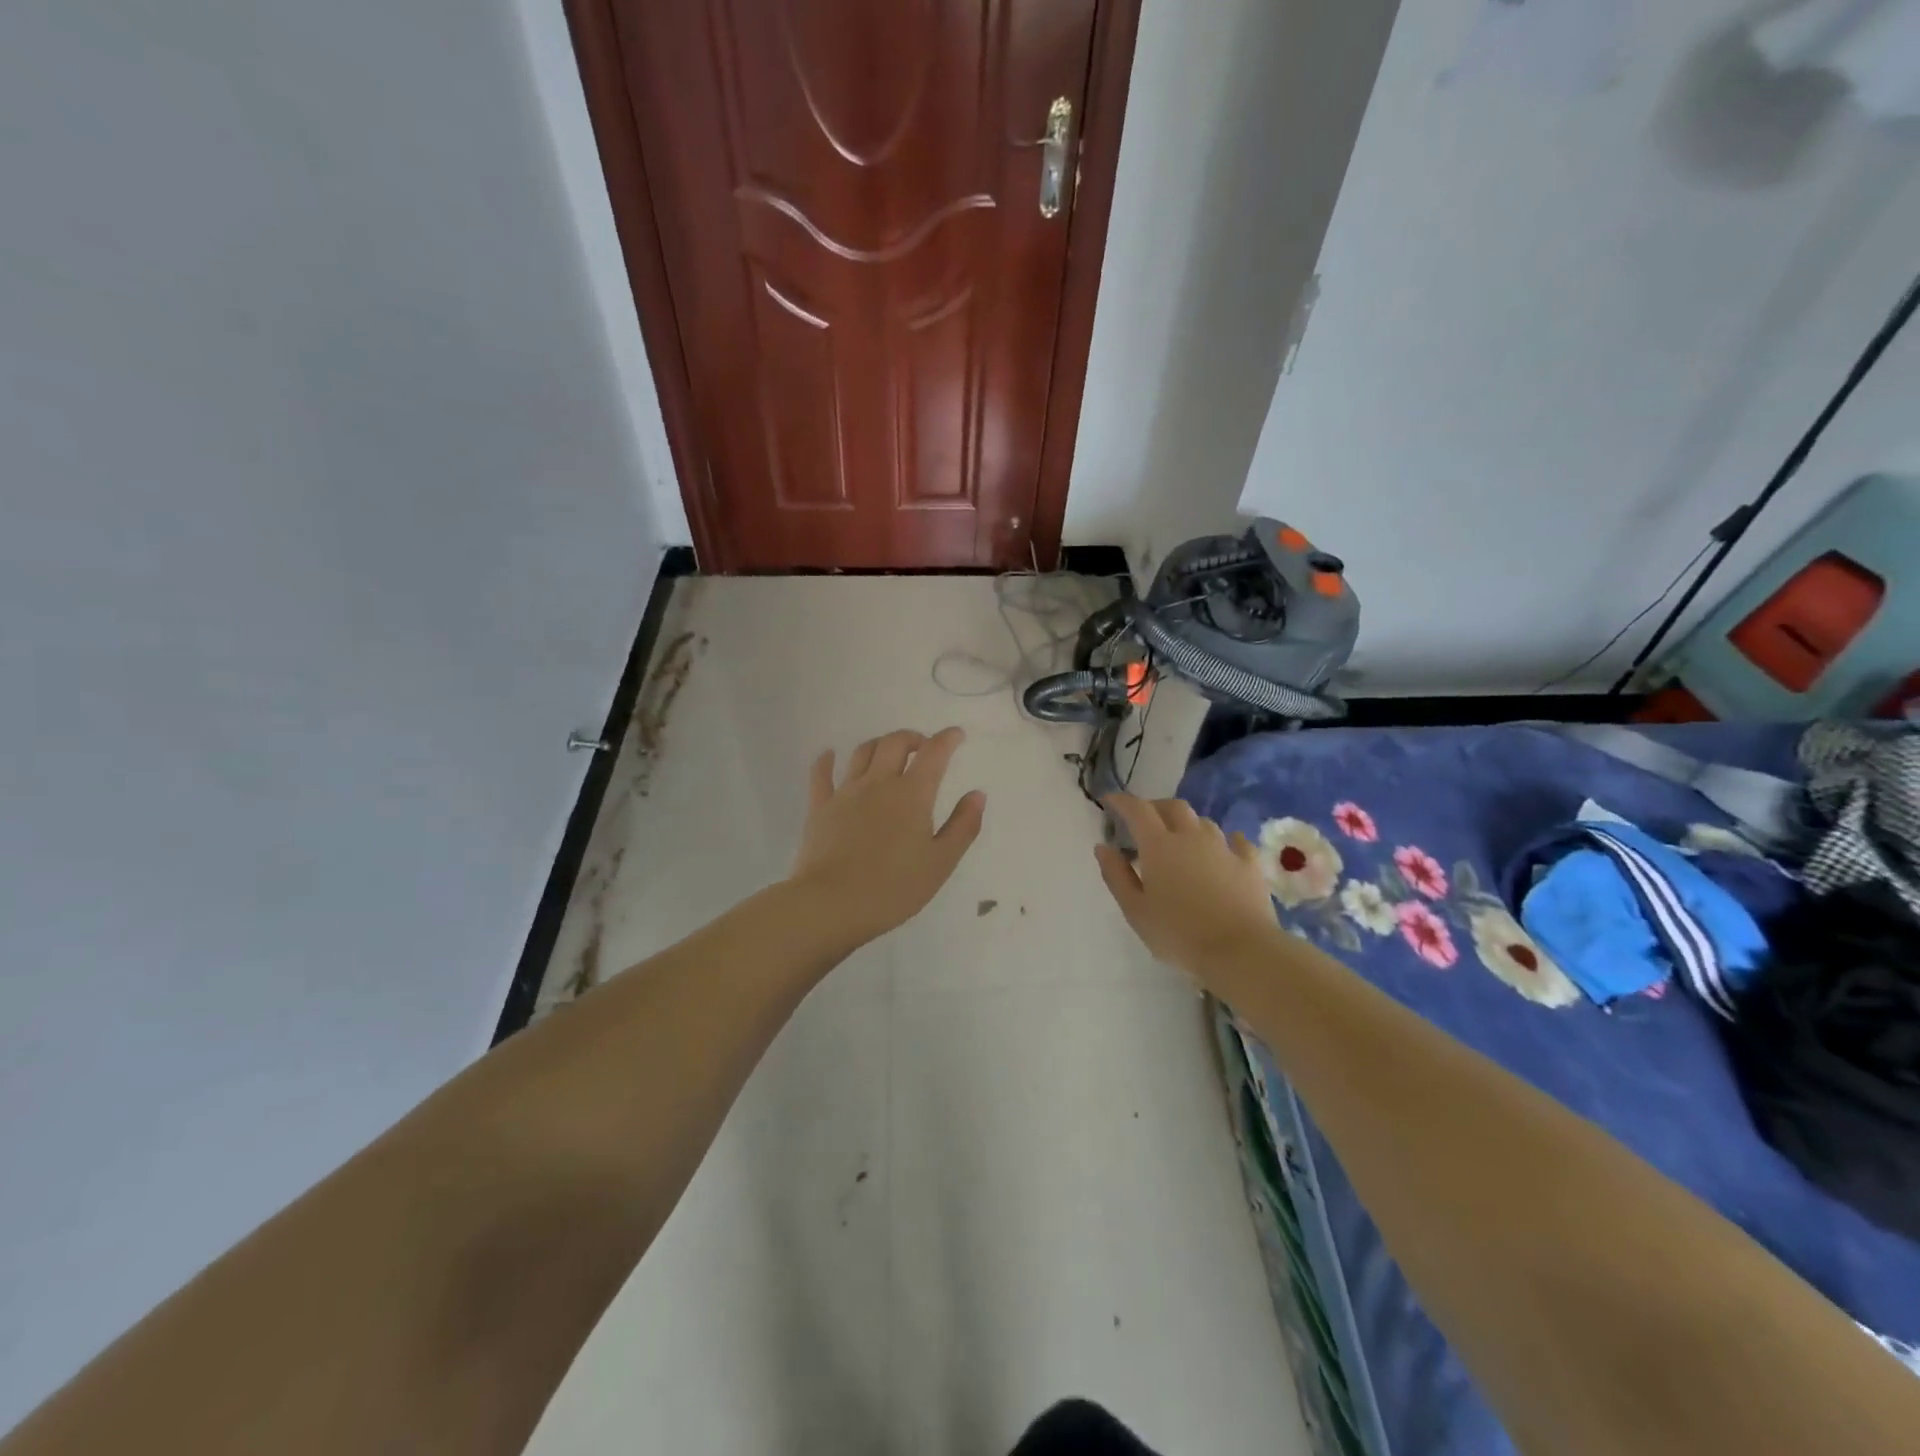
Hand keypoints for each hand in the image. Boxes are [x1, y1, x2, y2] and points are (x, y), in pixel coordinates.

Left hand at [788, 727, 986, 945]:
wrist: (832, 904)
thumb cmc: (894, 888)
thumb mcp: (941, 863)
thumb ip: (963, 826)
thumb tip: (977, 794)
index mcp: (912, 794)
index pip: (934, 753)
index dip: (947, 739)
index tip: (956, 735)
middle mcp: (878, 783)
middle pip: (895, 743)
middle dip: (913, 738)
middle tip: (923, 747)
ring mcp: (845, 792)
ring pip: (862, 753)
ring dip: (879, 745)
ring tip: (888, 752)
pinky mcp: (819, 807)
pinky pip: (821, 774)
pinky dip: (826, 760)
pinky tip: (830, 755)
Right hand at [1094, 793, 1277, 976]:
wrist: (1240, 951)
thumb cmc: (1178, 934)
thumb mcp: (1135, 910)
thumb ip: (1116, 875)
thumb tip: (1103, 846)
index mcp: (1159, 846)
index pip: (1137, 810)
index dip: (1121, 801)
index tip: (1109, 801)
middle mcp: (1191, 837)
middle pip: (1173, 807)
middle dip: (1155, 807)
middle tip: (1144, 822)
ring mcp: (1224, 848)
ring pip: (1203, 822)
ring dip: (1187, 824)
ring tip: (1180, 840)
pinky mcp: (1250, 864)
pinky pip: (1236, 841)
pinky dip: (1224, 841)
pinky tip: (1223, 850)